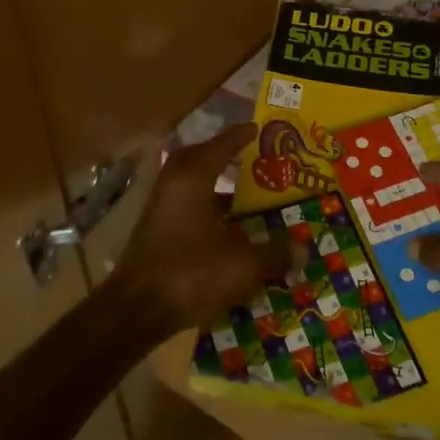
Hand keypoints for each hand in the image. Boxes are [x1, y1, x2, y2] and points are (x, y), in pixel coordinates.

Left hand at [109, 123, 291, 343]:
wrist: (136, 310)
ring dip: (211, 186)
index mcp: (192, 180)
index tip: (255, 128)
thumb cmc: (191, 274)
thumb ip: (273, 253)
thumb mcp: (242, 265)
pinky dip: (203, 210)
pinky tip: (223, 229)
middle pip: (196, 160)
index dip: (238, 137)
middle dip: (219, 155)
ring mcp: (158, 210)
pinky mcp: (153, 234)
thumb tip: (303, 250)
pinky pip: (183, 208)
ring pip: (188, 186)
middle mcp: (171, 187)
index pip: (219, 147)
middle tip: (244, 155)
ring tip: (240, 194)